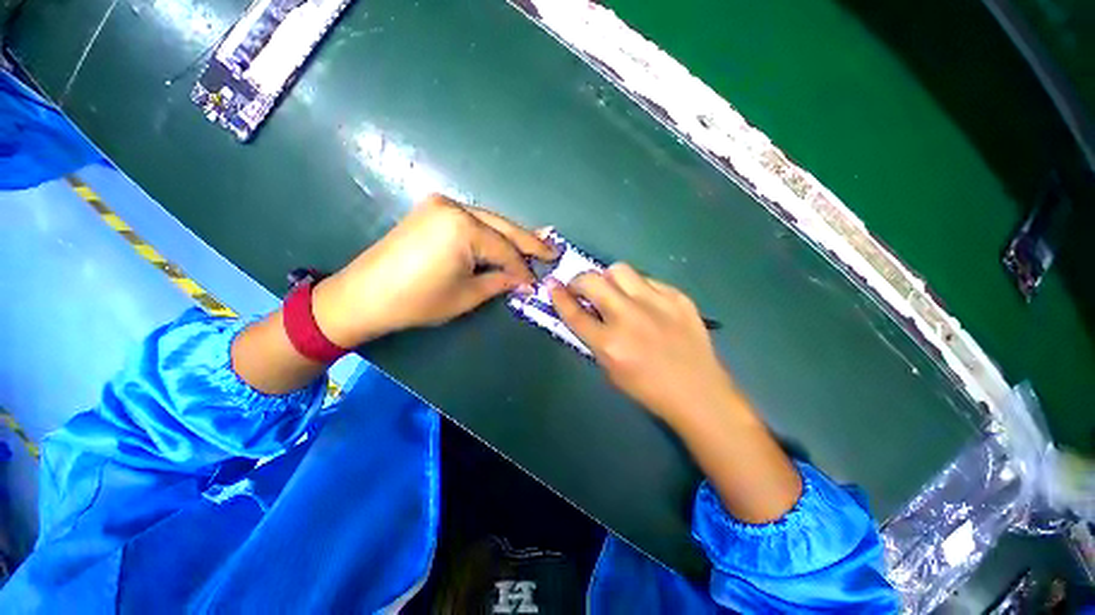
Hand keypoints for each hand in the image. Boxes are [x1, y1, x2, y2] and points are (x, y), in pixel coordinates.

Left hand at [313, 194, 555, 346]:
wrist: (363, 295)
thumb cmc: (417, 301)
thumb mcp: (466, 295)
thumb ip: (499, 282)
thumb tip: (524, 282)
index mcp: (463, 227)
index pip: (505, 250)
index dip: (523, 269)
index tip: (537, 283)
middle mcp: (454, 207)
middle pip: (502, 227)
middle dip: (528, 242)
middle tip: (552, 251)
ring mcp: (441, 205)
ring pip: (489, 222)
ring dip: (511, 237)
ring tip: (535, 247)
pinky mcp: (432, 211)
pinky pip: (472, 221)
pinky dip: (490, 234)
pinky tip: (504, 241)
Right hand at [551, 265, 801, 522]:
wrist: (699, 392)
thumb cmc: (649, 389)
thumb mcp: (610, 370)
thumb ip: (595, 338)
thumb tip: (585, 311)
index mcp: (610, 344)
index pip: (574, 313)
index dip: (559, 297)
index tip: (552, 285)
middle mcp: (629, 318)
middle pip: (591, 281)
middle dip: (579, 281)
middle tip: (583, 289)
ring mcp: (656, 303)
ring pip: (619, 270)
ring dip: (609, 279)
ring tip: (615, 292)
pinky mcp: (678, 297)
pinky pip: (648, 280)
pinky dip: (638, 288)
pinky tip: (645, 303)